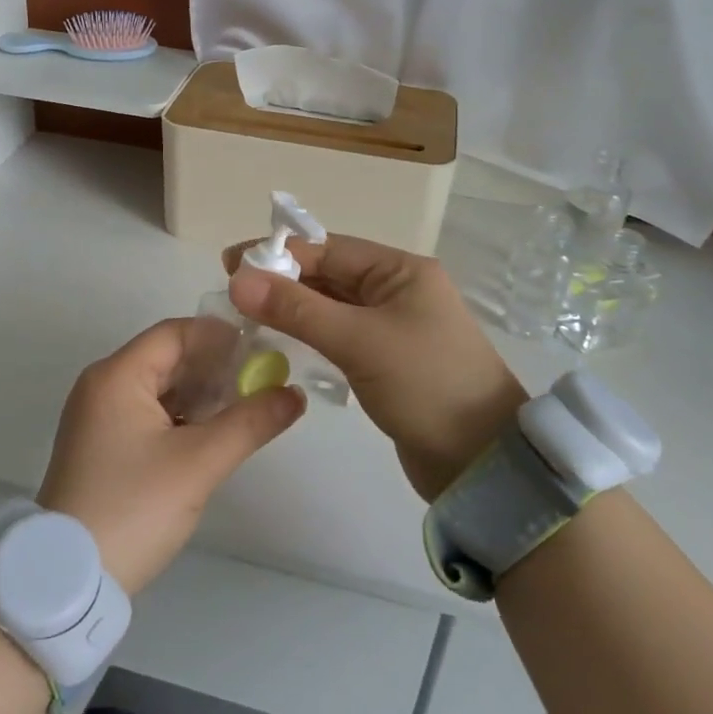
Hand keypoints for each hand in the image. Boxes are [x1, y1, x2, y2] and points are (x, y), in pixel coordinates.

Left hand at [37, 318, 305, 593]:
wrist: (69, 581)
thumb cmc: (133, 508)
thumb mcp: (198, 464)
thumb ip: (250, 422)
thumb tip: (294, 394)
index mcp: (117, 375)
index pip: (176, 333)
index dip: (221, 337)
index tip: (263, 351)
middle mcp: (104, 386)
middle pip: (168, 358)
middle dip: (216, 367)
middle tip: (264, 380)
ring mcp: (100, 417)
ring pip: (161, 388)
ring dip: (202, 394)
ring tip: (248, 406)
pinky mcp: (103, 446)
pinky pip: (150, 414)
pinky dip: (183, 417)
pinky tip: (216, 432)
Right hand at [226, 235, 523, 500]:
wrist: (482, 464)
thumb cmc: (426, 385)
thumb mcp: (359, 341)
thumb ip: (297, 309)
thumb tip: (238, 279)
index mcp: (401, 271)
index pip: (328, 250)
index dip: (279, 254)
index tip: (230, 264)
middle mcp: (397, 290)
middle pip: (329, 275)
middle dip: (282, 280)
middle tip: (232, 292)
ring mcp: (393, 326)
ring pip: (331, 306)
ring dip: (292, 308)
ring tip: (246, 315)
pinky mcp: (387, 360)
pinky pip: (339, 335)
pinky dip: (309, 334)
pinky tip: (280, 341)